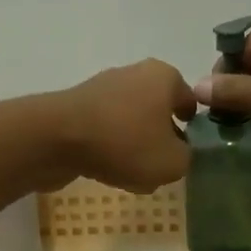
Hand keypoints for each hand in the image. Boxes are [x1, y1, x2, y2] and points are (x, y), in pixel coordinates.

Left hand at [51, 59, 196, 192]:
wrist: (56, 138)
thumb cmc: (125, 143)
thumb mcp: (171, 163)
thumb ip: (186, 159)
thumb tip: (179, 154)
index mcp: (164, 77)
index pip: (190, 100)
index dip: (194, 126)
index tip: (191, 150)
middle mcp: (134, 74)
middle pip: (157, 111)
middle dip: (162, 138)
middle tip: (163, 166)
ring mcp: (102, 89)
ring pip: (131, 123)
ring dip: (135, 147)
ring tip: (134, 176)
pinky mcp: (78, 108)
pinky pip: (105, 132)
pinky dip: (110, 149)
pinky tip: (108, 172)